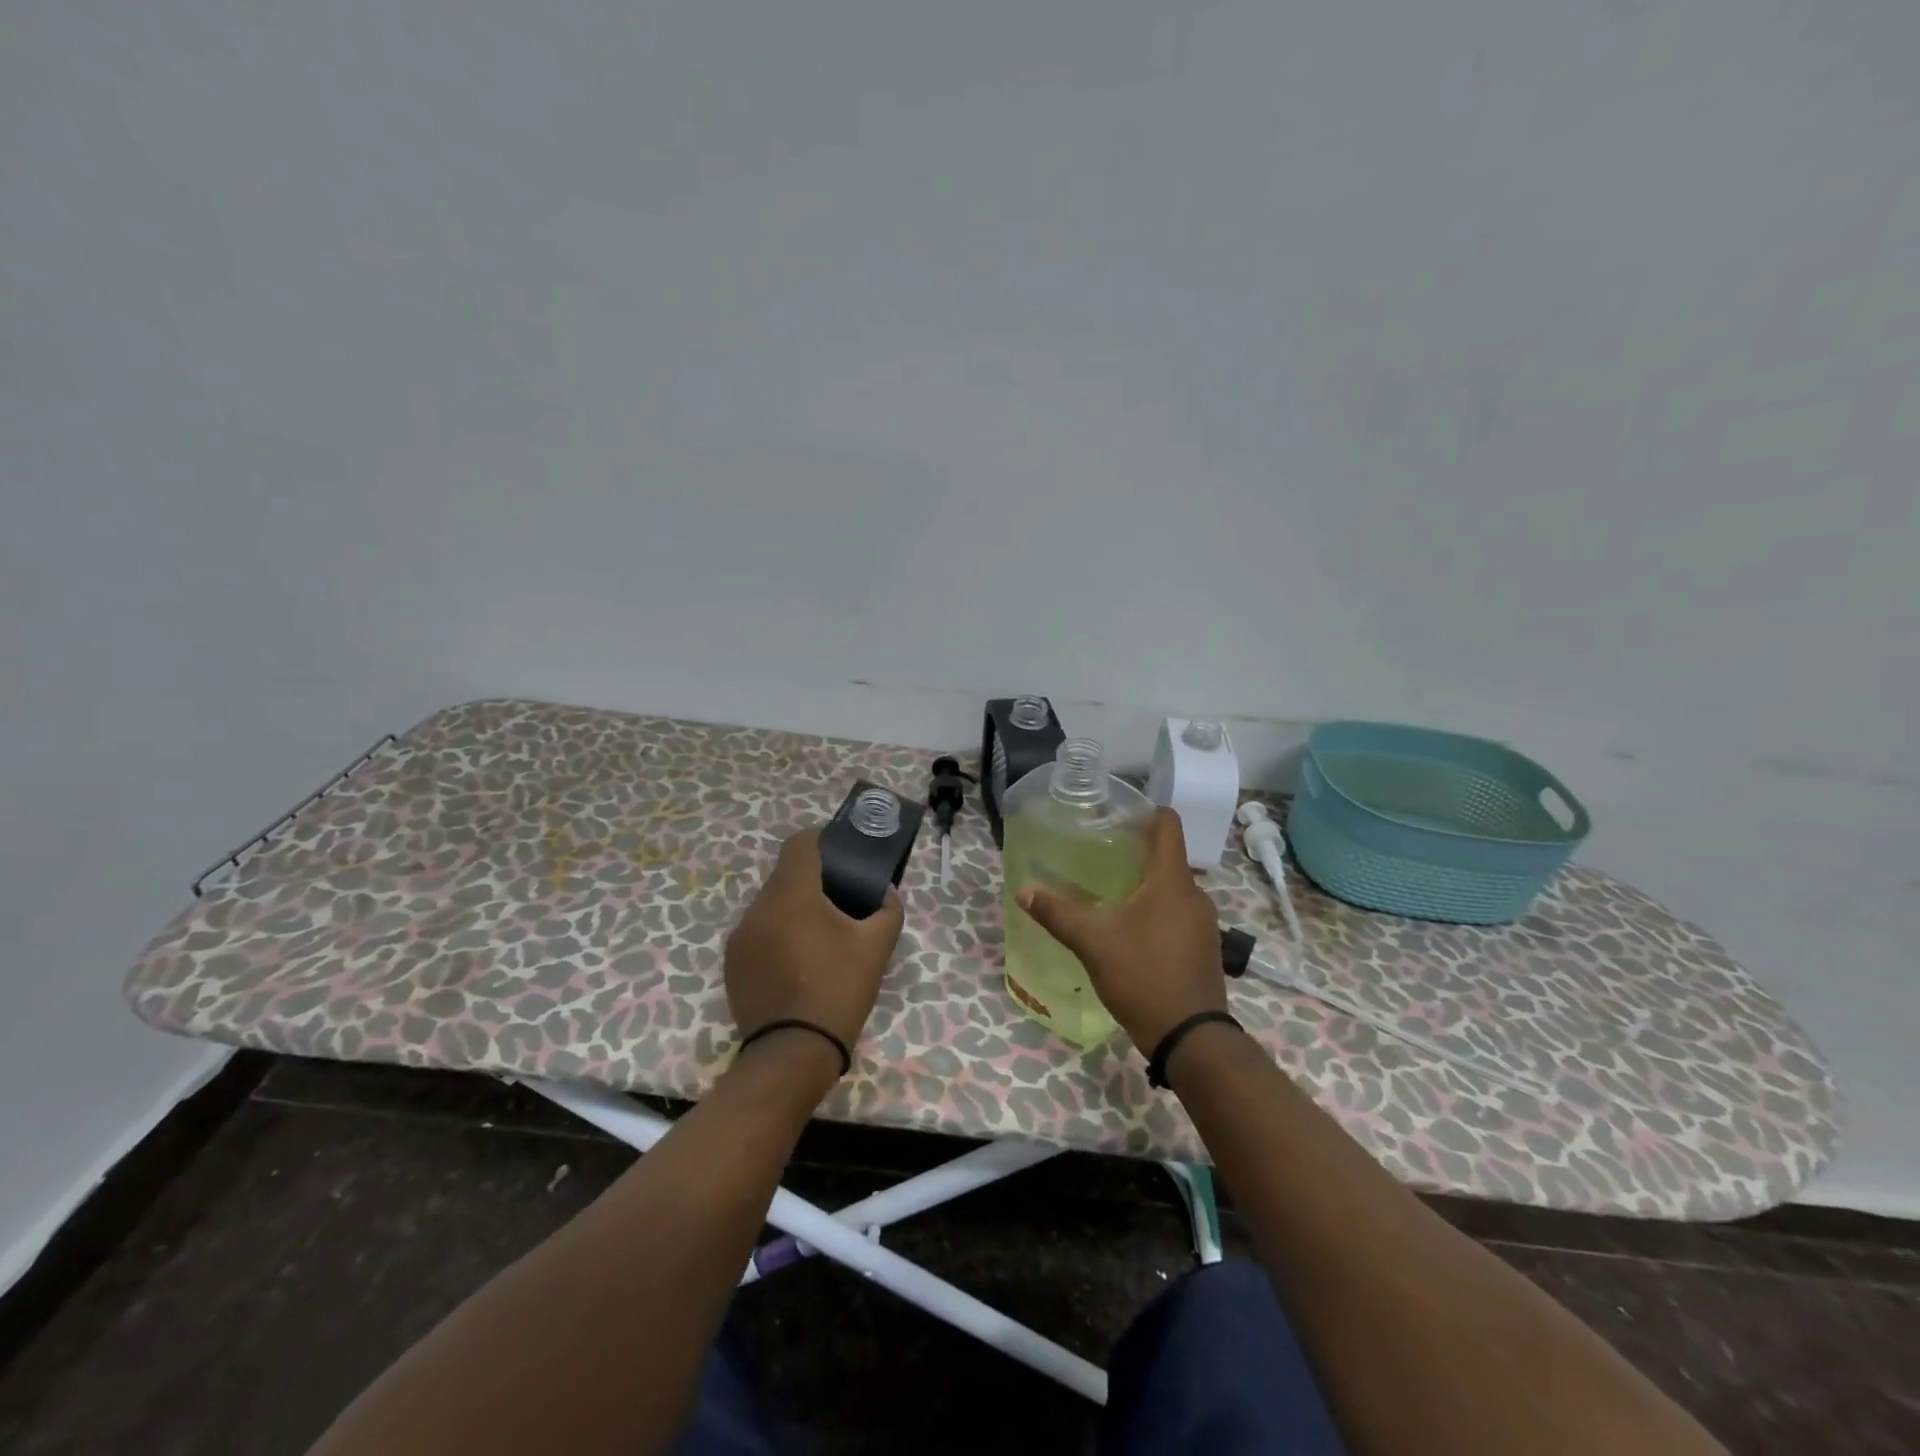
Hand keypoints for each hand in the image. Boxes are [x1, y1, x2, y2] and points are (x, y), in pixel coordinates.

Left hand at [724, 827, 904, 1057]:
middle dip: (812, 880)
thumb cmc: (839, 989)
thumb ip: (887, 908)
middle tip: (841, 898)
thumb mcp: (877, 946)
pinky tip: (798, 961)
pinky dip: (778, 935)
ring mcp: (741, 937)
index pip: (800, 844)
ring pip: (770, 906)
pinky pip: (759, 933)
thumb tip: (884, 891)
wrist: (793, 1052)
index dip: (822, 839)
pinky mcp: (732, 964)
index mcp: (792, 893)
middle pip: (785, 876)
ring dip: (794, 909)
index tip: (841, 851)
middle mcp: (759, 907)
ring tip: (820, 934)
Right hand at [1016, 808, 1226, 1053]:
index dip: (1144, 812)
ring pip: (1171, 889)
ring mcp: (1203, 923)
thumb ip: (1057, 912)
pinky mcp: (1204, 948)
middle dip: (1135, 852)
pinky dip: (1156, 911)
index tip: (1116, 815)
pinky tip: (1130, 930)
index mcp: (1172, 881)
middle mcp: (1194, 894)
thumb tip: (1024, 891)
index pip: (1168, 825)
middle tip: (1100, 857)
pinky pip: (1178, 914)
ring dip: (1145, 886)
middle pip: (1167, 857)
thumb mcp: (1092, 941)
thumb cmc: (1142, 975)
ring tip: (1110, 893)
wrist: (1190, 1037)